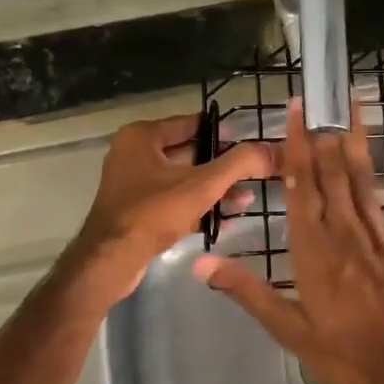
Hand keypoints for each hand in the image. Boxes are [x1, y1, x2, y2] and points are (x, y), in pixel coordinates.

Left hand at [67, 113, 272, 305]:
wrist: (111, 260)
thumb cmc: (153, 212)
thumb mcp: (202, 185)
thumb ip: (238, 164)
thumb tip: (272, 150)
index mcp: (142, 136)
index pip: (190, 123)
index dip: (222, 131)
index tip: (250, 142)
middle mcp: (134, 154)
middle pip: (188, 153)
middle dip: (222, 166)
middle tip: (254, 173)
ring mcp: (134, 184)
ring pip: (182, 180)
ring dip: (213, 189)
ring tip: (247, 199)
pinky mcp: (137, 211)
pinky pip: (174, 201)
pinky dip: (197, 207)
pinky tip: (226, 219)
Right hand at [193, 98, 383, 383]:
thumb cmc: (344, 351)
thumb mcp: (288, 328)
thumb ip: (247, 290)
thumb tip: (201, 263)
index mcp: (312, 247)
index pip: (300, 185)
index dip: (296, 145)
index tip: (296, 110)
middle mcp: (344, 229)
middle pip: (331, 171)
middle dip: (323, 131)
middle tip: (322, 94)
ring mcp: (378, 232)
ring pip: (363, 176)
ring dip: (356, 137)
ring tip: (353, 102)